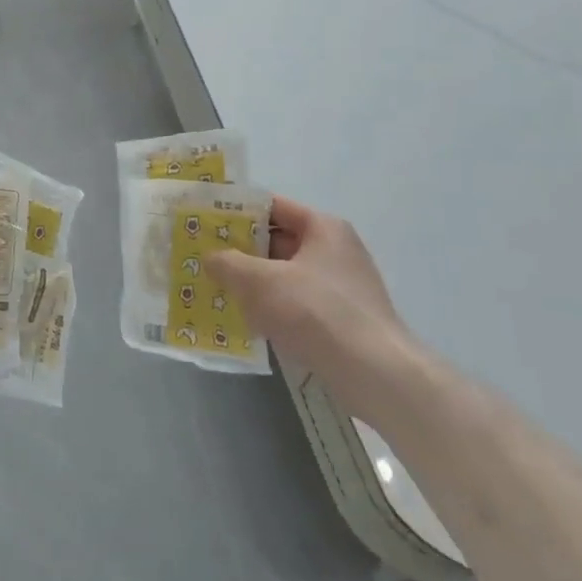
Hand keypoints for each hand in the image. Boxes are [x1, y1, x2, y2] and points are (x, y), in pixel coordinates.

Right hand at [206, 196, 418, 420]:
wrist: (375, 374)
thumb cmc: (316, 311)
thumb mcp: (260, 281)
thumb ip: (228, 264)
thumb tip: (210, 258)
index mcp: (323, 228)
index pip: (273, 206)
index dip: (238, 212)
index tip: (207, 222)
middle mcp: (336, 251)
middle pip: (279, 241)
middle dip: (242, 252)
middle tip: (206, 259)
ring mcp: (342, 288)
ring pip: (286, 276)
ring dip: (256, 284)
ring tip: (219, 291)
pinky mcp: (343, 321)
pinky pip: (299, 305)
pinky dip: (274, 309)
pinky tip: (249, 323)